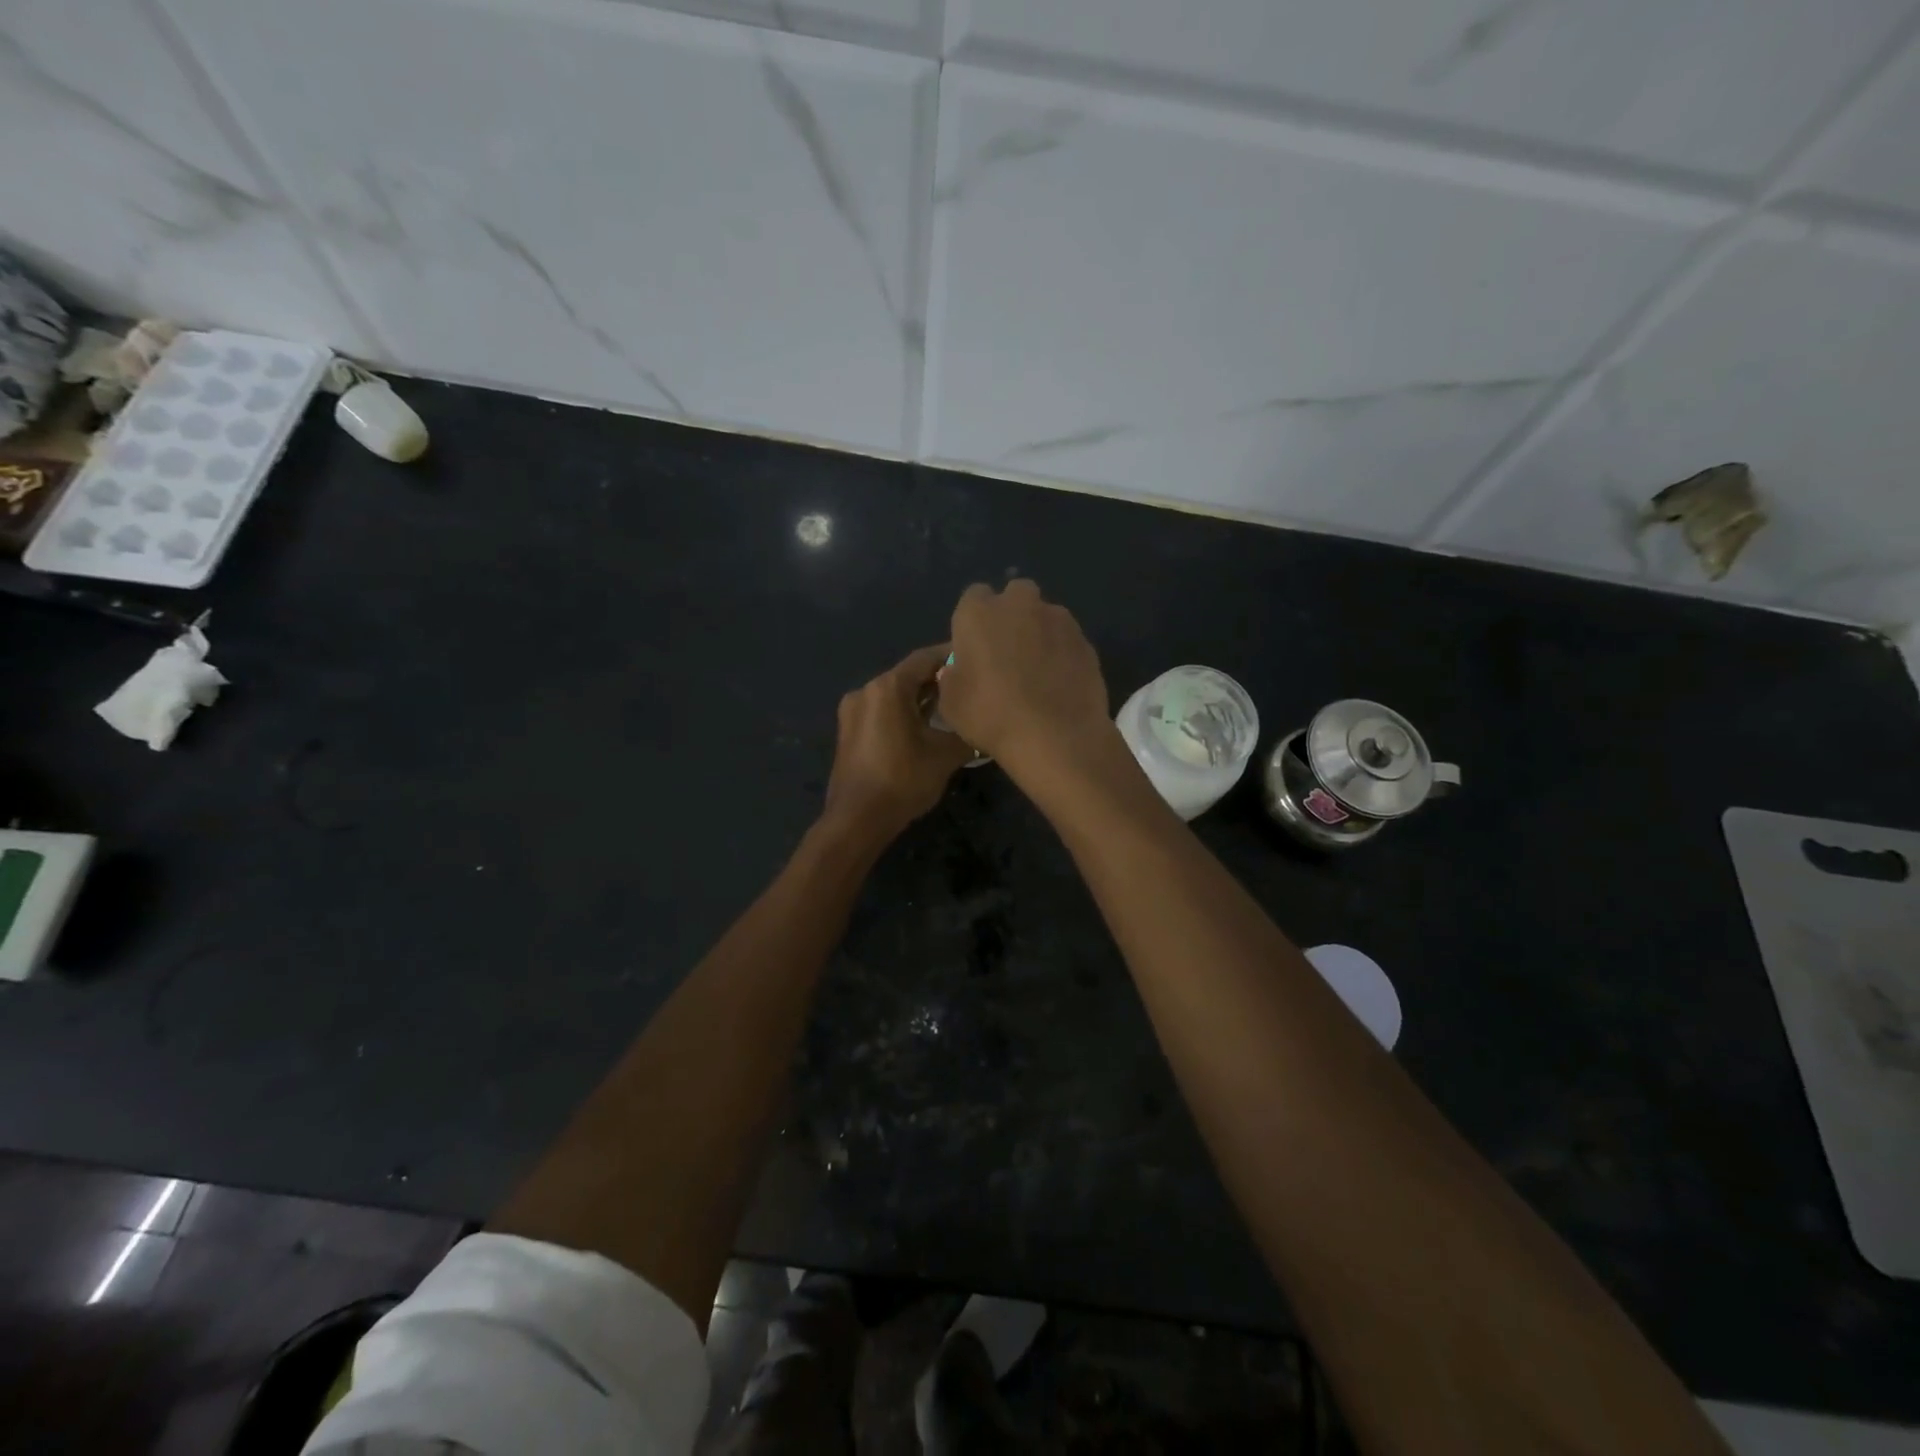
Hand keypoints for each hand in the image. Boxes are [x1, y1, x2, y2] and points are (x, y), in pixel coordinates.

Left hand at [821, 644, 976, 843]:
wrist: (857, 820)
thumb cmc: (903, 781)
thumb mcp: (945, 756)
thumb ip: (967, 734)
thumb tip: (984, 729)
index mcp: (887, 687)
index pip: (925, 658)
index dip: (952, 656)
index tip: (976, 660)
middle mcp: (866, 690)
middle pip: (909, 675)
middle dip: (939, 680)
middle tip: (970, 686)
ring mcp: (853, 711)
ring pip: (895, 695)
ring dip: (922, 698)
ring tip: (953, 706)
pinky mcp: (850, 732)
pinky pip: (883, 712)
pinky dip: (905, 713)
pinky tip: (927, 726)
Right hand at [938, 580, 1111, 776]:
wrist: (1056, 736)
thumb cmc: (991, 716)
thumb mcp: (951, 704)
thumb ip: (951, 677)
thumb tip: (958, 670)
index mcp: (978, 612)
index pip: (973, 598)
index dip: (974, 622)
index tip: (975, 648)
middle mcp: (1019, 604)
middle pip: (1014, 595)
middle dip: (1011, 615)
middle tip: (1007, 653)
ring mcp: (1058, 618)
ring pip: (1045, 615)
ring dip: (1039, 633)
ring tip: (1038, 671)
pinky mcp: (1085, 640)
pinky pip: (1067, 640)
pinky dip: (1062, 653)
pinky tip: (1060, 683)